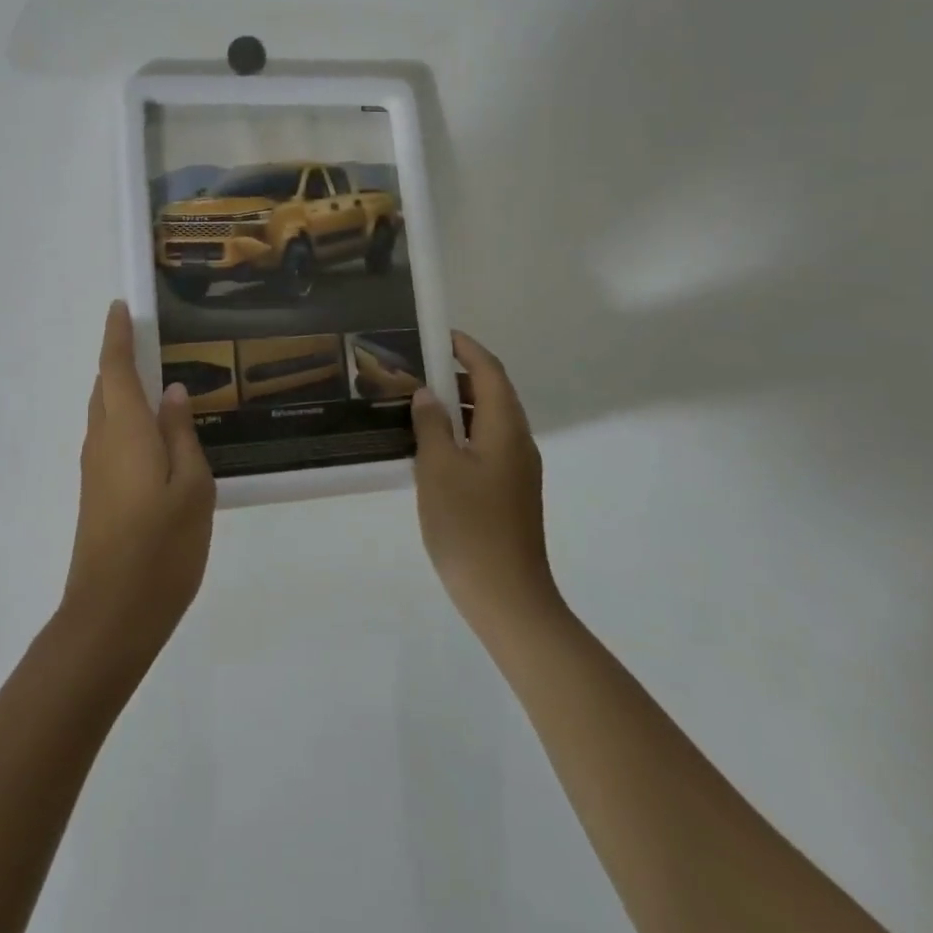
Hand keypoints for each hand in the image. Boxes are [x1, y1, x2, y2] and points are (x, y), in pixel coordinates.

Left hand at [61, 301, 214, 669]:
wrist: (111, 615)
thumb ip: (182, 435)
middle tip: (151, 341)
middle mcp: (101, 440)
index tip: (121, 307)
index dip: (117, 334)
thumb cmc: (161, 547)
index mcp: (125, 429)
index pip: (115, 367)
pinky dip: (125, 419)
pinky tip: (153, 434)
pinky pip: (109, 437)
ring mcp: (94, 469)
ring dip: (122, 390)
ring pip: (105, 413)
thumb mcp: (192, 487)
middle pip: (105, 387)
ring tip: (158, 383)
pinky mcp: (95, 492)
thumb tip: (174, 392)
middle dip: (120, 359)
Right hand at [409, 331, 559, 636]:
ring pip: (487, 421)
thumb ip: (431, 424)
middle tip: (415, 368)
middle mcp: (517, 443)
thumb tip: (428, 394)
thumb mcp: (438, 468)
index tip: (436, 334)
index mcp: (506, 429)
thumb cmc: (469, 526)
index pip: (490, 371)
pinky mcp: (508, 492)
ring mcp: (515, 470)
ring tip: (414, 402)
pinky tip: (428, 445)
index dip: (466, 348)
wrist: (506, 597)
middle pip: (492, 393)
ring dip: (456, 404)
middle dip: (456, 374)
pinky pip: (484, 445)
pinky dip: (459, 432)